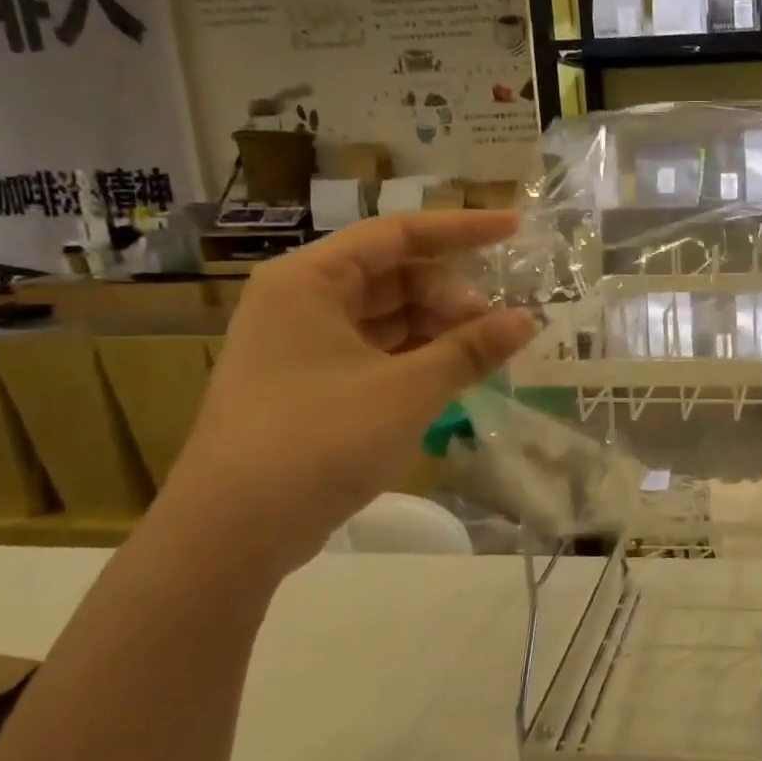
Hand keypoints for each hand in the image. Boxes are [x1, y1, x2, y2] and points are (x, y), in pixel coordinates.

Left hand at [162, 210, 535, 573]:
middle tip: (500, 321)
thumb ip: (471, 349)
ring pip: (389, 317)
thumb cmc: (318, 439)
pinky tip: (458, 371)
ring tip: (489, 348)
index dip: (461, 229)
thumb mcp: (408, 390)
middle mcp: (303, 302)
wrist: (234, 532)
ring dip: (440, 327)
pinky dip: (420, 357)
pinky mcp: (314, 386)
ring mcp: (305, 346)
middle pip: (394, 276)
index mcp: (310, 280)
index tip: (514, 228)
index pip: (398, 235)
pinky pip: (379, 352)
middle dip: (452, 293)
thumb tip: (527, 320)